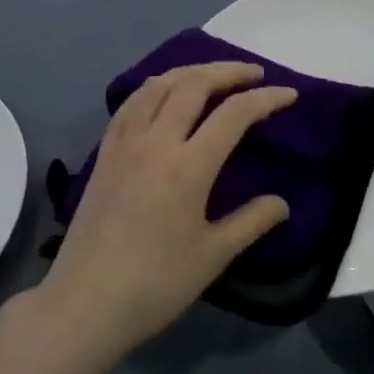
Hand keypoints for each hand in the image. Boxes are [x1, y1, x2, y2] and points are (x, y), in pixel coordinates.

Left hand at [36, 62, 292, 367]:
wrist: (84, 303)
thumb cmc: (154, 284)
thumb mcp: (212, 257)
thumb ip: (250, 222)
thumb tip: (282, 203)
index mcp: (188, 166)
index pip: (234, 114)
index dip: (265, 99)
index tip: (289, 94)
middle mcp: (156, 141)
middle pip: (194, 84)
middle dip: (228, 71)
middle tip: (254, 73)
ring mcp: (126, 142)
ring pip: (159, 84)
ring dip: (191, 71)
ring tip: (213, 75)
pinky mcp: (105, 151)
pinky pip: (132, 102)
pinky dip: (156, 85)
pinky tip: (164, 92)